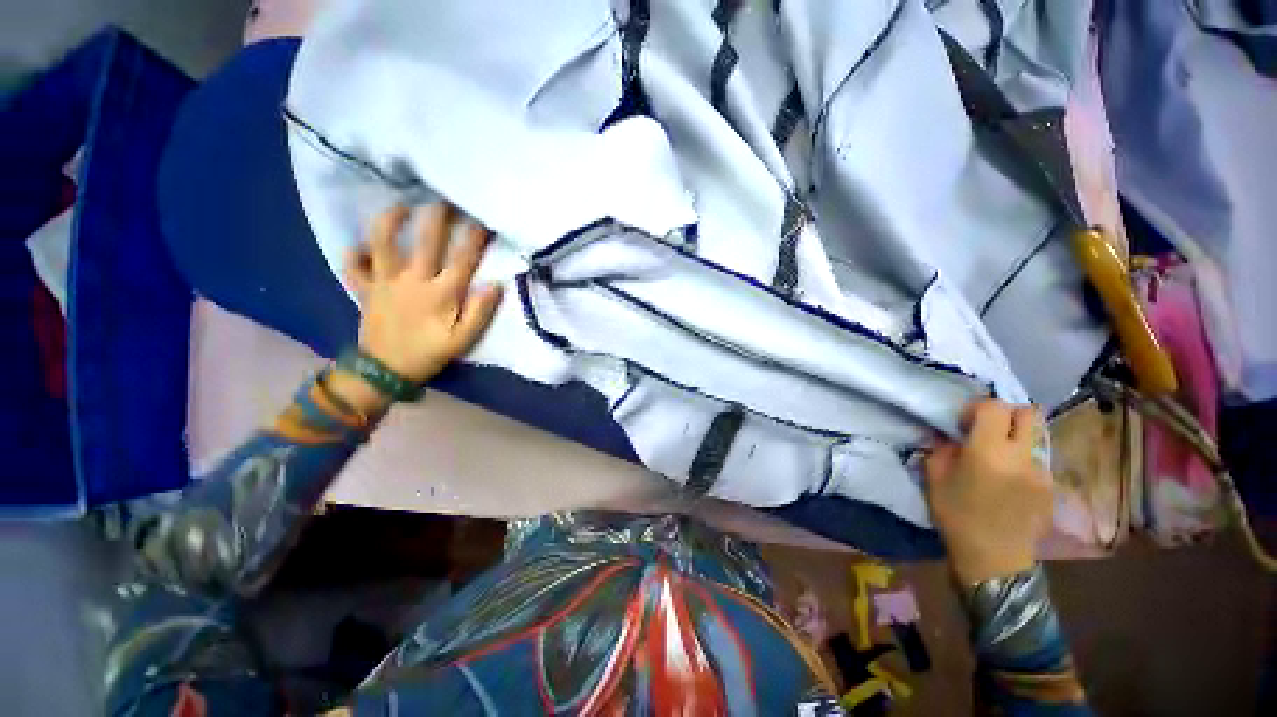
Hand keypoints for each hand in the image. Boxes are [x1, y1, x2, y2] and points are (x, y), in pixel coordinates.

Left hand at [341, 202, 502, 384]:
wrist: (385, 371)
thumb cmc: (429, 354)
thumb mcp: (462, 340)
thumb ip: (480, 312)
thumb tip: (495, 285)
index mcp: (440, 293)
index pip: (463, 259)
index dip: (475, 238)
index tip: (484, 219)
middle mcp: (412, 280)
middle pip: (425, 241)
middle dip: (438, 216)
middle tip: (445, 198)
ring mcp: (384, 282)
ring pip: (382, 242)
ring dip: (390, 221)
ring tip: (400, 207)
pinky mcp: (365, 289)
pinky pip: (354, 265)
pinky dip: (355, 253)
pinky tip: (361, 245)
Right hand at [923, 399, 1051, 584]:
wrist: (993, 557)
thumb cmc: (956, 515)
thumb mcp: (935, 477)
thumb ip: (942, 448)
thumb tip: (948, 434)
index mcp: (989, 451)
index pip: (995, 407)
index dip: (978, 408)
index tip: (964, 422)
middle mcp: (1022, 455)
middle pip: (1028, 413)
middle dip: (1007, 414)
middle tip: (987, 429)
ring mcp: (1042, 471)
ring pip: (1036, 436)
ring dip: (1016, 438)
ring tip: (999, 458)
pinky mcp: (1051, 486)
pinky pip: (1038, 460)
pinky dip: (1023, 460)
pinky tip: (1009, 480)